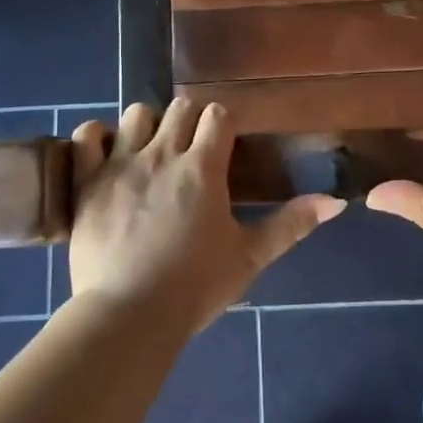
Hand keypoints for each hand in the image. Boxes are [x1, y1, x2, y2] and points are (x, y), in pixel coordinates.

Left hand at [67, 98, 344, 333]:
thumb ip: (291, 225)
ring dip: (146, 126)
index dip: (222, 123)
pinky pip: (86, 136)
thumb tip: (336, 202)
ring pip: (136, 113)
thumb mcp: (249, 257)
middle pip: (179, 107)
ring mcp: (120, 164)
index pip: (217, 115)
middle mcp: (163, 154)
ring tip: (148, 152)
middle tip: (189, 151)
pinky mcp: (87, 180)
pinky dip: (95, 137)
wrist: (129, 315)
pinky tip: (105, 153)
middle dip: (188, 121)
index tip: (222, 143)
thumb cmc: (194, 287)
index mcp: (203, 168)